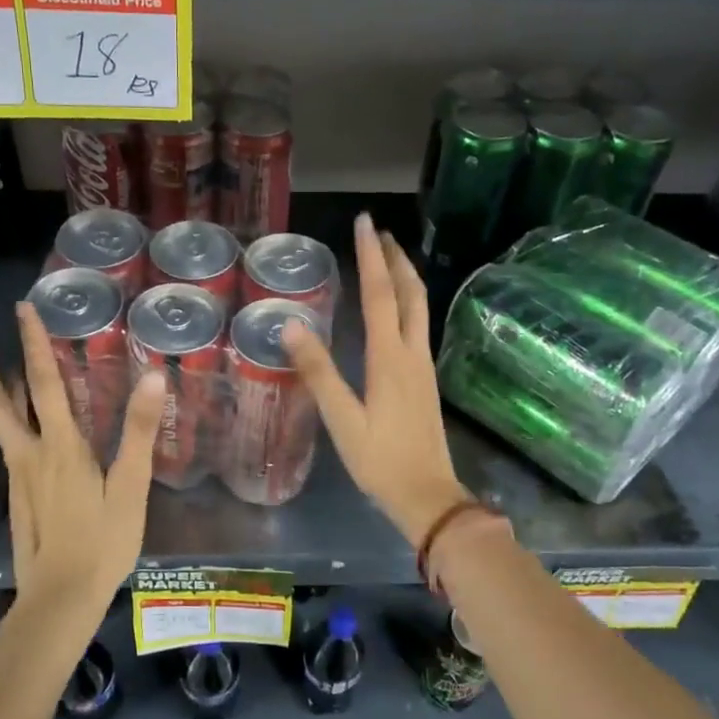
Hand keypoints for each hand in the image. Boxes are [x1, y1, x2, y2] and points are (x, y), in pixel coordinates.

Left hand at [0, 302, 165, 612]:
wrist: (59, 599)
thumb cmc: (102, 542)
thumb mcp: (130, 488)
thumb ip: (138, 432)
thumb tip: (152, 376)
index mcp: (59, 447)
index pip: (45, 383)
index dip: (33, 344)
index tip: (21, 309)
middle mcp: (29, 455)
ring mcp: (18, 477)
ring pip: (0, 423)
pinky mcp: (17, 497)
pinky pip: (10, 445)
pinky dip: (10, 420)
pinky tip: (25, 426)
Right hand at [280, 213, 470, 546]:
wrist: (428, 495)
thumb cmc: (380, 460)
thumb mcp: (342, 419)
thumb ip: (319, 372)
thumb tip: (291, 325)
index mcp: (390, 358)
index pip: (380, 294)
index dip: (371, 256)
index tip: (365, 222)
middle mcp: (411, 353)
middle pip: (409, 293)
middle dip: (395, 259)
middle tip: (379, 232)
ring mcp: (422, 366)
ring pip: (418, 308)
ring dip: (404, 278)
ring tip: (389, 259)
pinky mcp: (424, 380)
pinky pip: (417, 326)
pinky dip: (406, 302)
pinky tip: (396, 310)